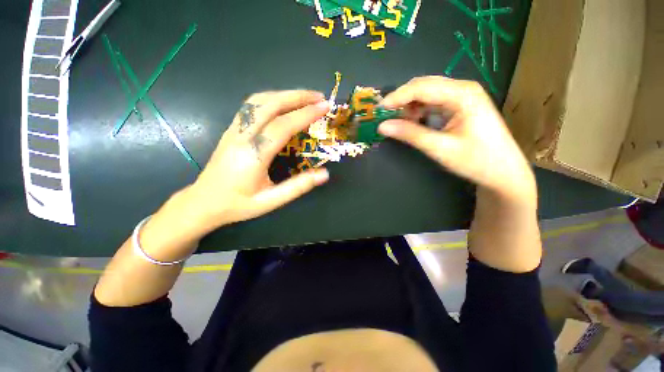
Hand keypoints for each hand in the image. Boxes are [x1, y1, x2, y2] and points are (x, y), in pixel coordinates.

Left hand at [186, 90, 330, 232]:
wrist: (203, 203)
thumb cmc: (238, 205)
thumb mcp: (271, 201)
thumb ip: (298, 187)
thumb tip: (324, 174)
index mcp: (253, 155)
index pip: (283, 126)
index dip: (305, 114)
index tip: (324, 107)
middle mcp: (241, 136)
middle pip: (270, 104)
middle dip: (297, 96)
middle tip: (319, 97)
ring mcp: (233, 130)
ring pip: (258, 101)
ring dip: (284, 94)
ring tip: (304, 98)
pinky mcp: (231, 130)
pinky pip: (251, 107)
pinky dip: (271, 99)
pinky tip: (282, 104)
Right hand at [379, 76, 535, 202]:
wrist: (504, 173)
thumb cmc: (476, 160)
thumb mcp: (440, 148)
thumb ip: (410, 134)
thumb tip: (382, 126)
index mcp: (462, 94)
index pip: (421, 88)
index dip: (396, 97)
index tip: (378, 110)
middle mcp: (462, 89)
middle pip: (423, 86)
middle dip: (401, 100)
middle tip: (383, 116)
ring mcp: (462, 97)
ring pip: (426, 94)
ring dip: (409, 106)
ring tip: (397, 122)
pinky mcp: (459, 106)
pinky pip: (432, 103)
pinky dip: (418, 111)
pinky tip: (412, 122)